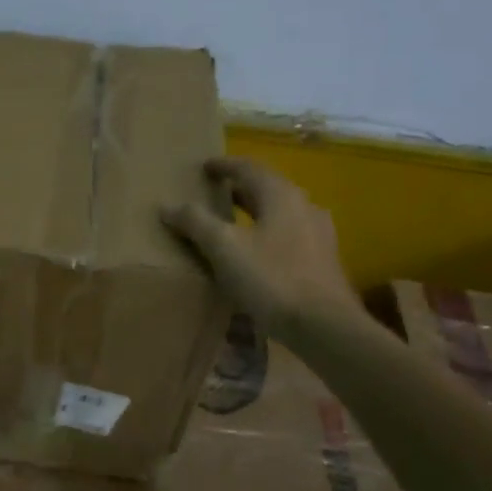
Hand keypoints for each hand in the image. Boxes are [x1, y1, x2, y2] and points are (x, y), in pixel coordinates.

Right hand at [162, 157, 360, 344]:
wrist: (324, 325)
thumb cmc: (272, 279)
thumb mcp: (225, 248)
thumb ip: (196, 223)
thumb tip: (167, 206)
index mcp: (281, 195)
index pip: (248, 168)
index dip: (224, 166)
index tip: (204, 167)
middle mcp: (304, 206)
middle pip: (267, 188)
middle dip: (239, 189)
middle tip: (213, 194)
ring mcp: (318, 234)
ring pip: (280, 213)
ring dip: (255, 213)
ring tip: (232, 224)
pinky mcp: (322, 260)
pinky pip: (288, 236)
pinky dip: (267, 235)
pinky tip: (257, 254)